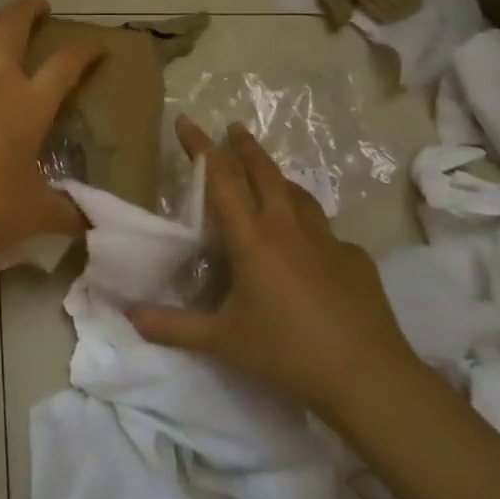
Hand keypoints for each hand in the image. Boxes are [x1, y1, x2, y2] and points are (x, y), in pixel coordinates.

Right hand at [128, 117, 425, 425]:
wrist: (369, 378)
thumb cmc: (288, 353)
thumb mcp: (223, 342)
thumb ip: (174, 327)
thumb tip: (130, 316)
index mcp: (252, 239)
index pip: (220, 179)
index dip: (200, 147)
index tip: (186, 120)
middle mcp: (288, 228)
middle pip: (264, 171)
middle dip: (245, 146)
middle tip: (234, 127)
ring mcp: (327, 240)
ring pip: (298, 194)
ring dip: (278, 177)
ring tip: (269, 175)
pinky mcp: (355, 259)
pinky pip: (326, 231)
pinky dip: (309, 226)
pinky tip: (309, 247)